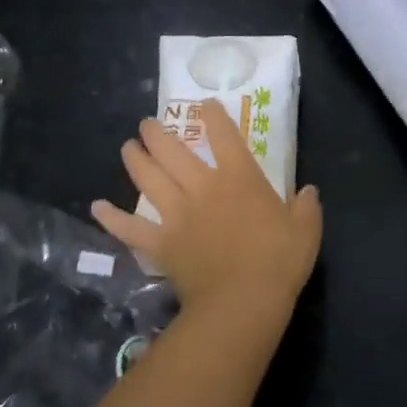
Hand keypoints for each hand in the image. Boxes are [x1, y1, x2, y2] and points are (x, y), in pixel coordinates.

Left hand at [92, 99, 321, 320]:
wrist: (242, 302)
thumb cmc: (279, 262)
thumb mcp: (305, 230)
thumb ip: (306, 207)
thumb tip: (309, 191)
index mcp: (239, 177)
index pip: (224, 135)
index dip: (213, 115)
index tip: (204, 104)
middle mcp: (203, 187)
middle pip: (174, 151)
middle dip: (158, 133)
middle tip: (147, 124)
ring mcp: (177, 214)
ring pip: (149, 179)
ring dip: (136, 160)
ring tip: (127, 147)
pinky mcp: (161, 244)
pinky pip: (131, 229)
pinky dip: (112, 218)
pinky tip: (97, 208)